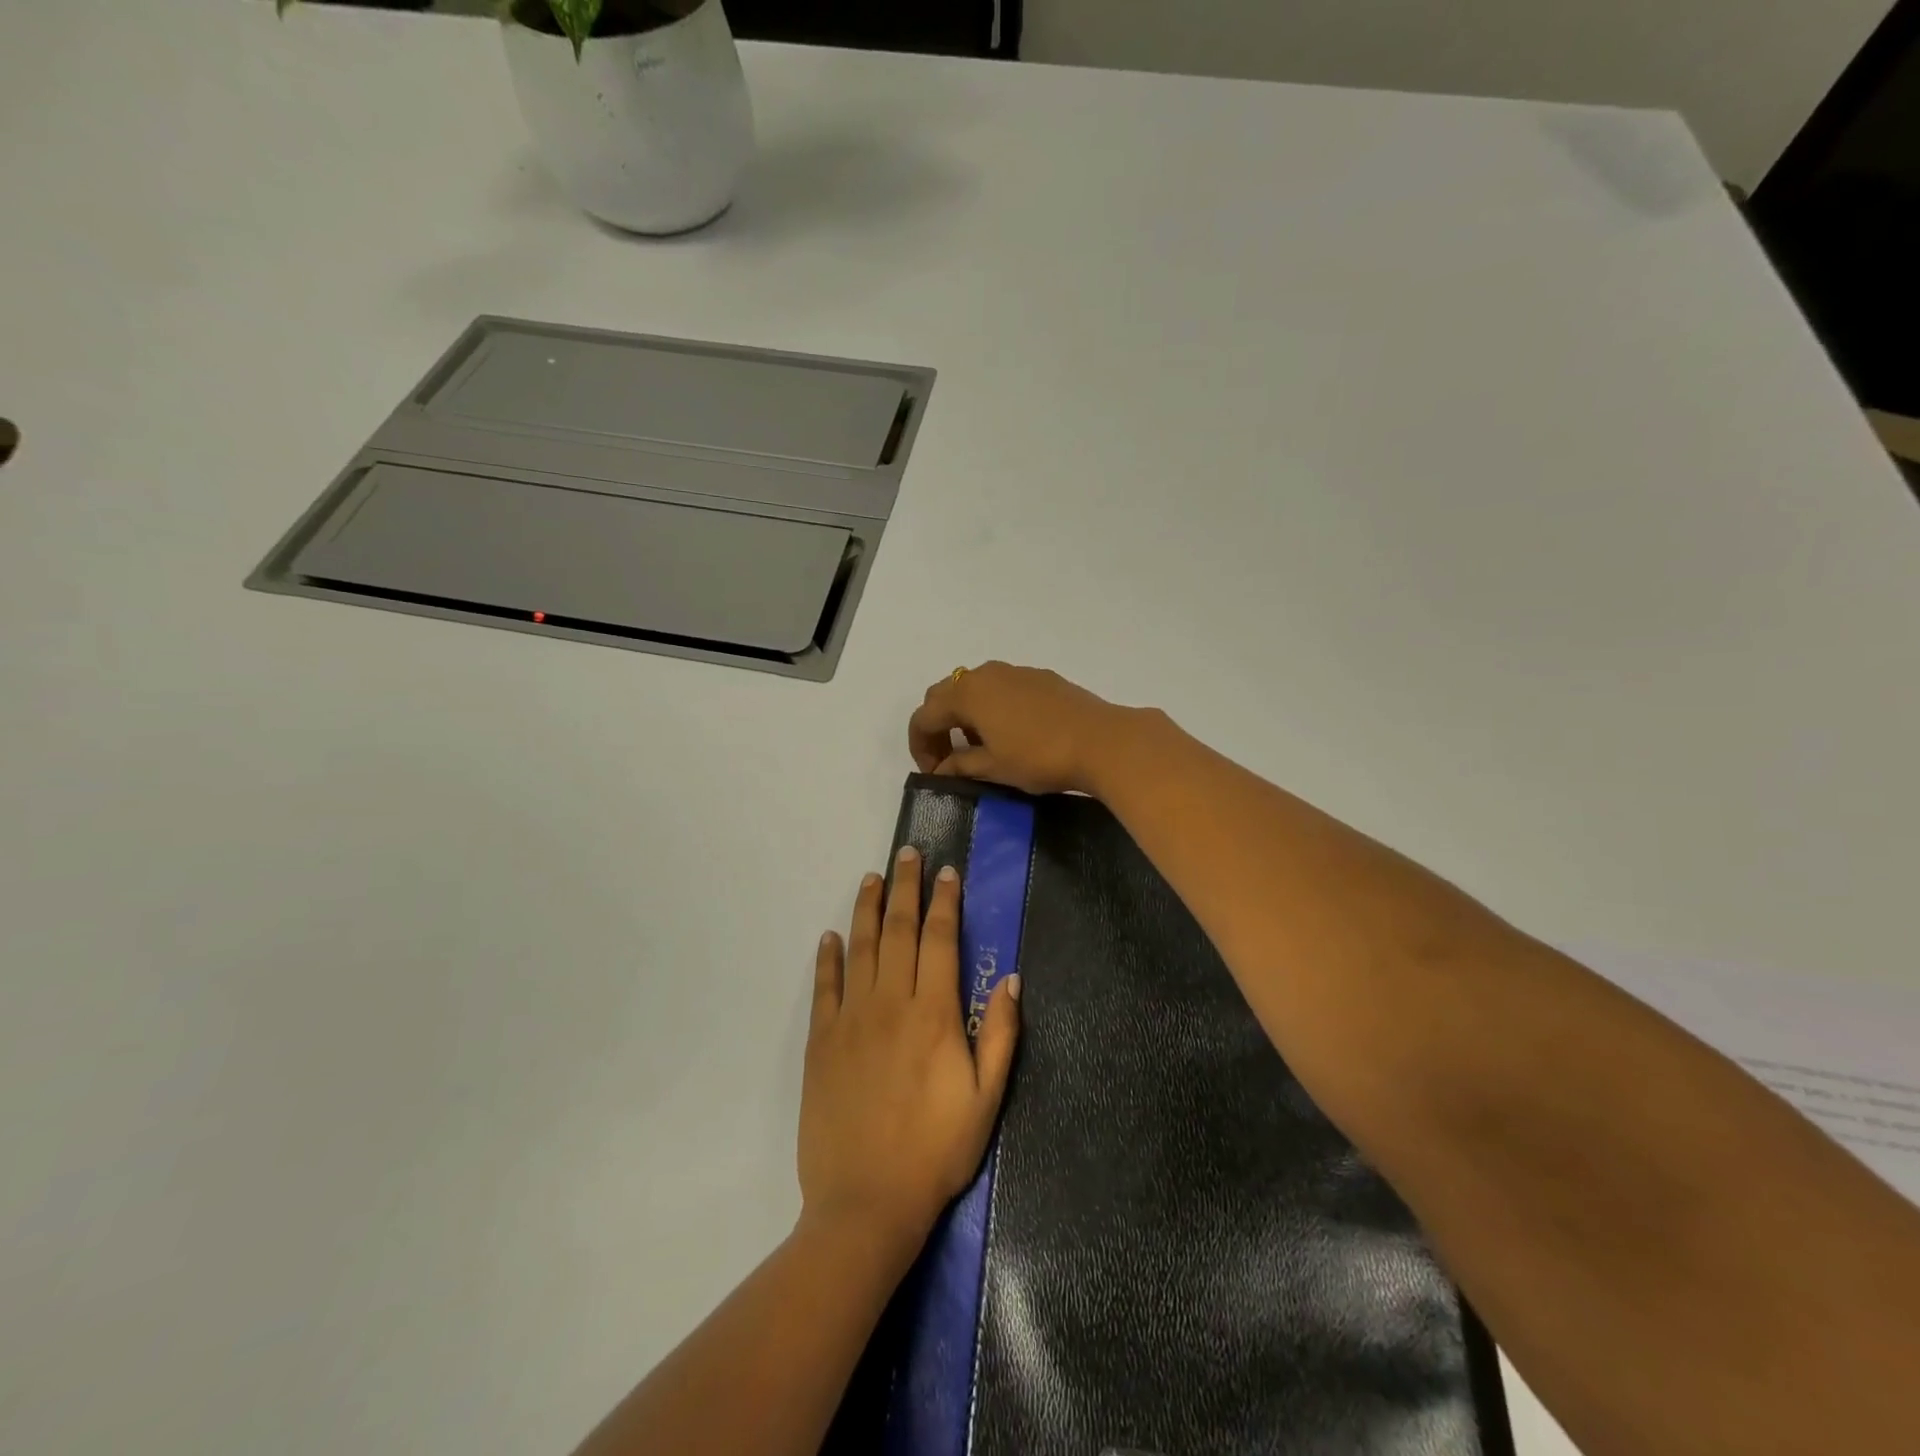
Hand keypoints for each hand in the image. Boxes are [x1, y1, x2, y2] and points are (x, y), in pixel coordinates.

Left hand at [800, 849, 1020, 1250]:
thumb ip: (999, 1035)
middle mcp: (890, 1004)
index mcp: (933, 1015)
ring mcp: (850, 1020)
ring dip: (868, 908)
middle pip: (898, 931)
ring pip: (860, 948)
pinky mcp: (821, 1042)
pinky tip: (831, 936)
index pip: (940, 940)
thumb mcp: (985, 1101)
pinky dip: (828, 958)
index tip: (948, 873)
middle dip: (906, 887)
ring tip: (872, 877)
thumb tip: (1012, 980)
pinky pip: (824, 987)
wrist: (865, 1203)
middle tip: (907, 854)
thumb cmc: (935, 1153)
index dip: (945, 903)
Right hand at [908, 662, 1133, 795]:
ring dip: (965, 716)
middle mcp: (985, 674)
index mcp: (967, 694)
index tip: (933, 773)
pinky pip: (1001, 688)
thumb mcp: (994, 767)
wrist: (1102, 741)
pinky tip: (1010, 734)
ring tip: (978, 748)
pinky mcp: (1040, 677)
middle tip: (947, 759)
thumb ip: (960, 766)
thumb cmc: (1040, 757)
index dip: (921, 746)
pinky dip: (991, 708)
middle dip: (938, 727)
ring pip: (974, 688)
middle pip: (944, 695)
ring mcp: (1015, 672)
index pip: (924, 716)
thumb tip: (941, 769)